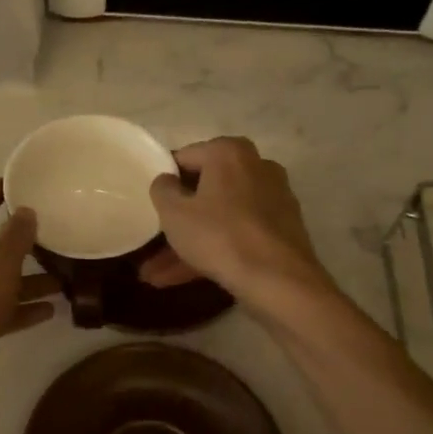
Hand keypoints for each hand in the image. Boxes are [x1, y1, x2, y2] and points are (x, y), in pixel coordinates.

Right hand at [142, 137, 332, 314]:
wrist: (279, 281)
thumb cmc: (219, 236)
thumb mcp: (174, 213)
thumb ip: (162, 189)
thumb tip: (167, 180)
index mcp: (229, 152)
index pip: (185, 158)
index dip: (164, 182)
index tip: (151, 206)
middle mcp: (256, 167)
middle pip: (205, 191)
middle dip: (177, 220)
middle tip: (152, 243)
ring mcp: (273, 199)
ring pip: (220, 217)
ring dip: (190, 244)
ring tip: (157, 275)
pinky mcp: (282, 229)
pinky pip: (239, 234)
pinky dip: (215, 250)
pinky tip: (185, 278)